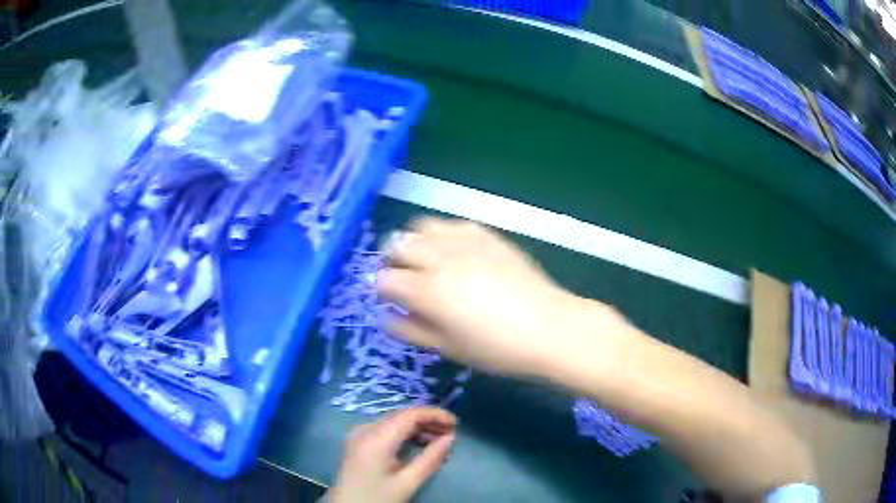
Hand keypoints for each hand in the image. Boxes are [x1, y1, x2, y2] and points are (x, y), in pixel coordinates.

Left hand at [330, 407, 456, 502]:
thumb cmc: (377, 498)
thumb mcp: (407, 483)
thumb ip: (430, 459)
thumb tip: (450, 438)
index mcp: (375, 438)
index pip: (409, 414)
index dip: (434, 414)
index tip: (456, 423)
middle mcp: (365, 429)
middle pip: (401, 416)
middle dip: (428, 422)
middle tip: (451, 434)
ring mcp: (359, 435)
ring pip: (394, 422)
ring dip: (418, 429)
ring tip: (440, 443)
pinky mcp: (359, 443)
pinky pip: (386, 430)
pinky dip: (405, 435)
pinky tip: (420, 446)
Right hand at [378, 217, 616, 376]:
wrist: (550, 328)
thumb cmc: (497, 348)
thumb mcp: (449, 348)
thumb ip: (411, 330)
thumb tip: (386, 317)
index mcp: (428, 290)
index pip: (385, 279)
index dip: (381, 289)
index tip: (388, 299)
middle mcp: (440, 258)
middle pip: (397, 245)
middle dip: (390, 261)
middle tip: (400, 278)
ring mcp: (464, 241)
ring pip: (420, 227)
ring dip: (412, 242)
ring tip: (422, 259)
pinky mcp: (486, 234)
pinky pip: (451, 224)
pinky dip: (440, 234)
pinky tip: (451, 250)